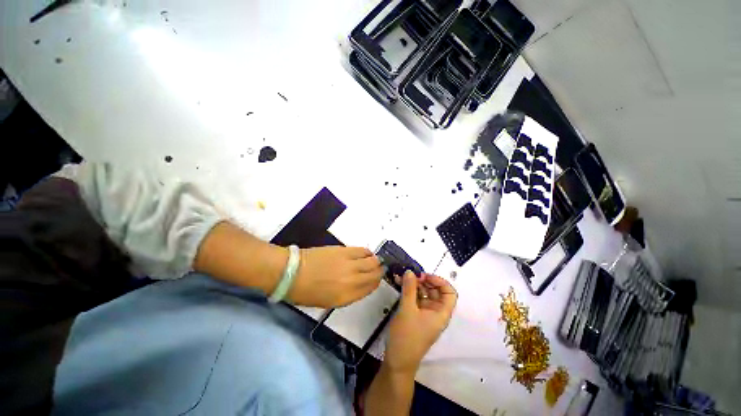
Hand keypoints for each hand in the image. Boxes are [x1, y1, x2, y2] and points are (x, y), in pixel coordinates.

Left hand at [288, 246, 383, 307]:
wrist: (292, 272)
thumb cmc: (307, 292)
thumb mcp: (329, 301)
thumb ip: (348, 294)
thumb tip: (361, 284)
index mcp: (347, 297)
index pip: (370, 288)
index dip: (376, 283)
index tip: (377, 279)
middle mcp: (352, 280)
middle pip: (375, 274)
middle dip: (380, 271)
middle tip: (379, 268)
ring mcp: (349, 264)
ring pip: (372, 261)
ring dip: (375, 261)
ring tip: (373, 260)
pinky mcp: (345, 251)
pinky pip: (363, 250)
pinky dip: (367, 252)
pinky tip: (366, 253)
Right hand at [384, 271, 456, 374]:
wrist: (397, 360)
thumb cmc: (407, 336)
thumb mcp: (407, 310)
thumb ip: (409, 289)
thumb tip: (410, 271)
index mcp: (441, 313)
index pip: (449, 292)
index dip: (440, 281)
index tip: (424, 276)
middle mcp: (436, 311)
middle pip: (436, 291)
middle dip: (424, 281)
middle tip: (411, 276)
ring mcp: (425, 313)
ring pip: (424, 293)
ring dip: (414, 284)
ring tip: (402, 277)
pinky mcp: (416, 314)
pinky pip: (416, 298)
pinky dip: (409, 290)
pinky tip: (399, 283)